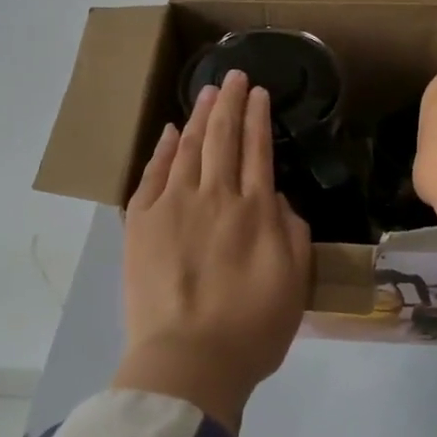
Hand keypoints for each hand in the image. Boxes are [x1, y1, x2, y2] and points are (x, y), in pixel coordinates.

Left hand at [116, 70, 311, 433]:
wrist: (188, 360)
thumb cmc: (252, 329)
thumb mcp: (294, 283)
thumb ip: (292, 233)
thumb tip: (276, 199)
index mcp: (257, 211)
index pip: (259, 150)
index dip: (259, 118)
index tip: (258, 93)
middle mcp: (216, 197)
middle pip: (224, 139)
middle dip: (231, 103)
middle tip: (234, 76)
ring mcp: (174, 206)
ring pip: (190, 148)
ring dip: (201, 116)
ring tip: (208, 91)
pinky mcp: (141, 223)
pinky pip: (154, 174)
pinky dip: (164, 150)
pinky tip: (172, 132)